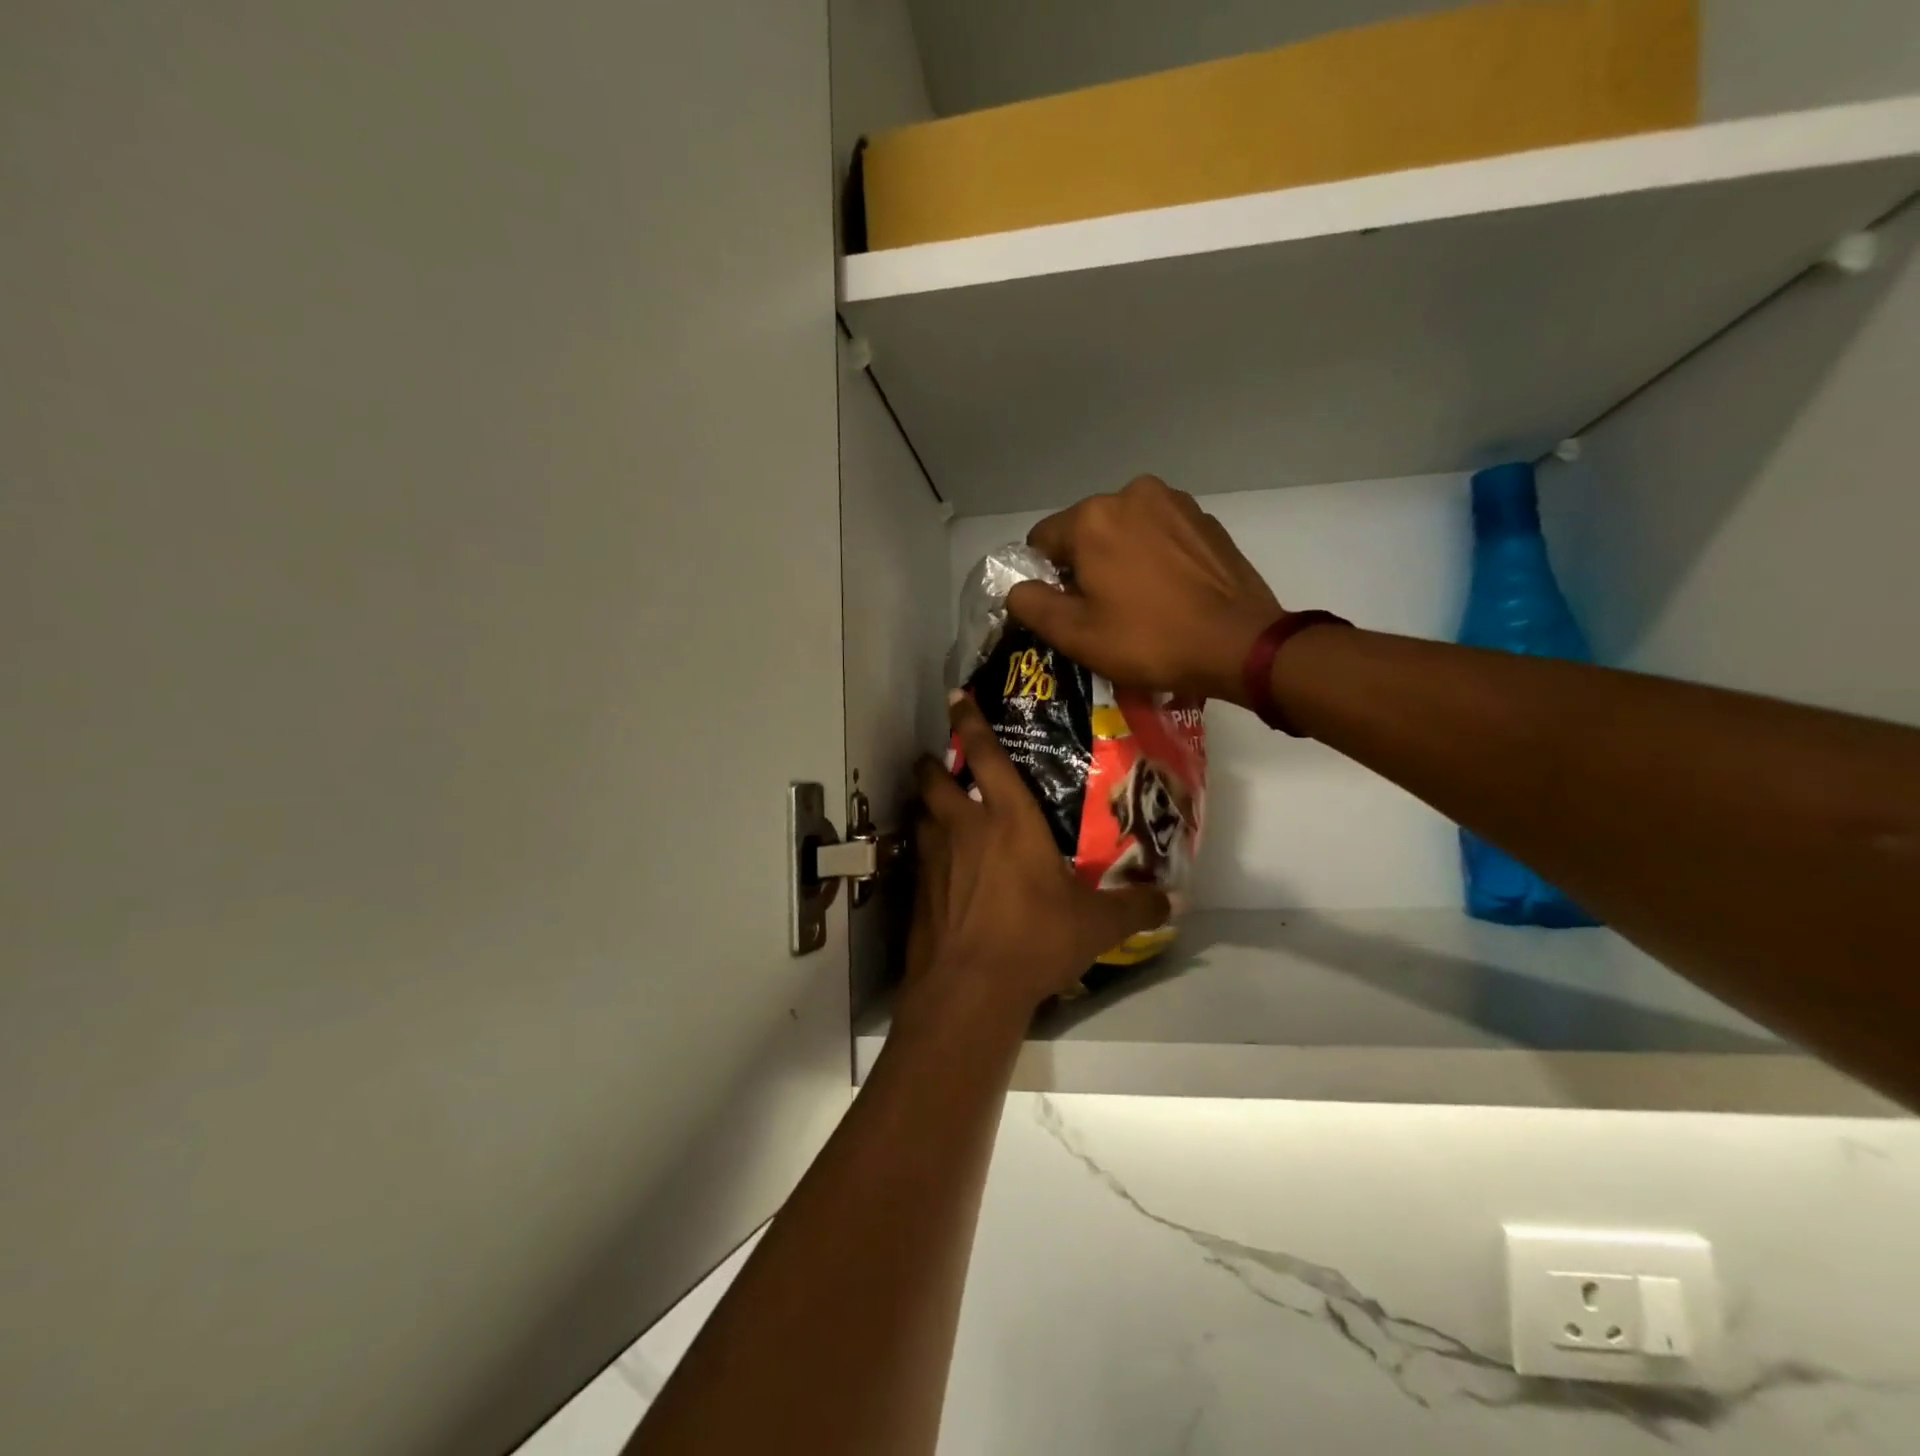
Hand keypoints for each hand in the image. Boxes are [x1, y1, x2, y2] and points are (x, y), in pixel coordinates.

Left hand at [902, 695, 1170, 1027]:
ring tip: (939, 813)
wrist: (969, 989)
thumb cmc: (1034, 940)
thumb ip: (1135, 906)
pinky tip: (941, 871)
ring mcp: (934, 859)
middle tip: (938, 762)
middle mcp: (964, 828)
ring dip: (927, 808)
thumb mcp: (1096, 925)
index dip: (969, 721)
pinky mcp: (918, 891)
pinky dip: (926, 853)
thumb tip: (1174, 900)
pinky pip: (919, 857)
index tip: (956, 697)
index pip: (985, 756)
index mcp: (1008, 820)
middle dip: (932, 764)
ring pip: (921, 816)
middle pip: (934, 779)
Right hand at [1007, 475, 1281, 707]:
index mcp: (1092, 517)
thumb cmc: (1148, 640)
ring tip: (1140, 603)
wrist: (1238, 644)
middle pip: (1085, 532)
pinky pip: (1160, 535)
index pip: (1041, 541)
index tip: (1066, 610)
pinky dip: (1155, 557)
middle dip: (1085, 566)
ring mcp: (1175, 503)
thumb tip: (1018, 588)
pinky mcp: (1205, 520)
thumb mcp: (1075, 634)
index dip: (1045, 579)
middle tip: (1103, 612)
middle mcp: (1131, 494)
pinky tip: (1169, 593)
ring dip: (1121, 559)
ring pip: (1124, 530)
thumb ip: (1030, 604)